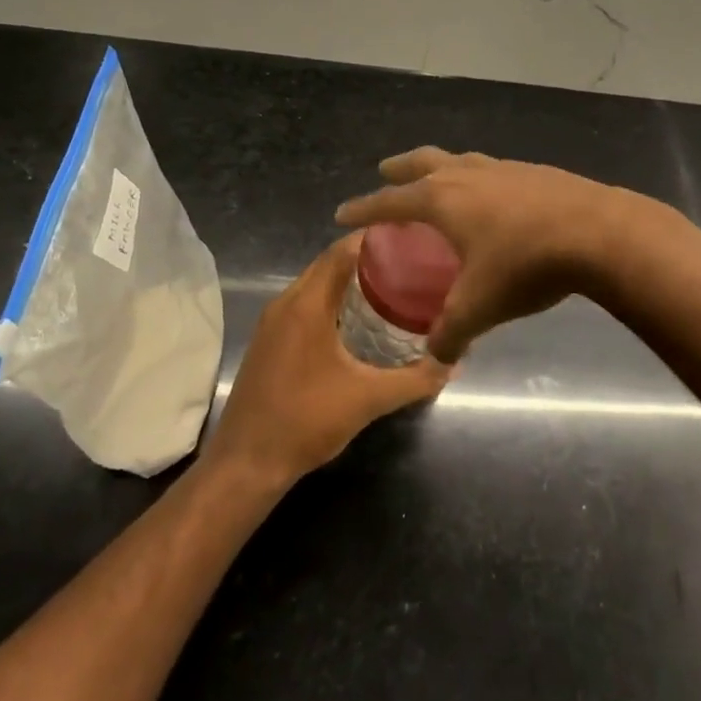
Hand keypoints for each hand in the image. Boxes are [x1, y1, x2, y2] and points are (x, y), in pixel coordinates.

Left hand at [204, 233, 449, 486]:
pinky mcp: (269, 340)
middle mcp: (286, 302)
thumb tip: (453, 361)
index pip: (342, 251)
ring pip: (315, 283)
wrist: (246, 463)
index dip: (375, 238)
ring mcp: (273, 321)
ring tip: (391, 285)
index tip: (410, 237)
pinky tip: (357, 318)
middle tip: (408, 261)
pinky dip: (331, 299)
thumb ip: (414, 379)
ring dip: (348, 279)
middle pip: (328, 263)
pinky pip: (305, 303)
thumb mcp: (367, 400)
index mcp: (307, 304)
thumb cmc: (306, 421)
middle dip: (366, 257)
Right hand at [334, 147, 633, 362]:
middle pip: (422, 161)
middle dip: (399, 167)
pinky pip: (492, 170)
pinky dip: (478, 178)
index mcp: (442, 199)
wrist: (598, 232)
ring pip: (460, 160)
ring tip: (438, 180)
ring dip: (441, 167)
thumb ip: (451, 333)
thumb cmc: (526, 264)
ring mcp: (503, 168)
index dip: (363, 209)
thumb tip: (435, 357)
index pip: (390, 201)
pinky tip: (493, 197)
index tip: (342, 213)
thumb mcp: (480, 306)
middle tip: (385, 171)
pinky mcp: (534, 172)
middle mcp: (467, 175)